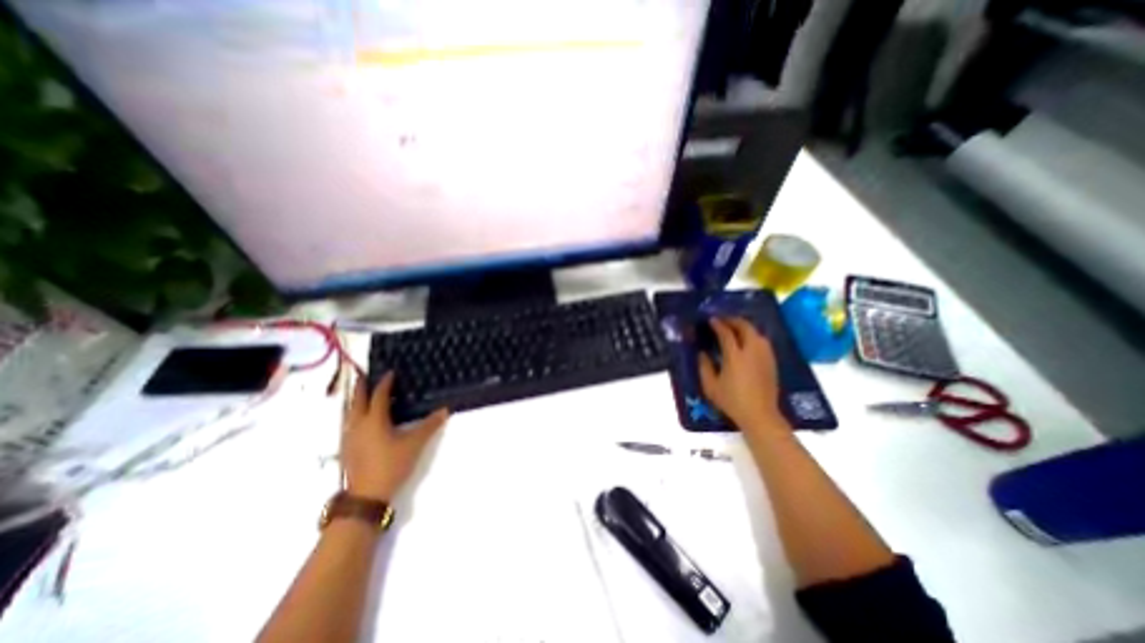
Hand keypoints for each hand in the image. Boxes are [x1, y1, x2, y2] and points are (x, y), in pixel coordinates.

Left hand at [339, 371, 446, 502]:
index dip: (384, 383)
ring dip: (355, 400)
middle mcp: (358, 425)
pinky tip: (359, 420)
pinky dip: (354, 414)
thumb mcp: (415, 444)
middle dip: (361, 387)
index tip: (390, 372)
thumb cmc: (391, 465)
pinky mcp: (346, 448)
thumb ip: (429, 425)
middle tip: (364, 375)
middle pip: (357, 401)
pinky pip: (348, 423)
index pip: (379, 395)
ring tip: (361, 394)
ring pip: (349, 413)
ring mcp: (349, 437)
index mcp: (374, 420)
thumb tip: (444, 410)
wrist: (366, 496)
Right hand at [698, 316, 787, 432]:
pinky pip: (763, 342)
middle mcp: (751, 351)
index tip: (711, 320)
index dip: (718, 324)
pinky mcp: (771, 362)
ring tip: (735, 328)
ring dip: (745, 326)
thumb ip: (704, 367)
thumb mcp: (711, 386)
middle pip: (745, 327)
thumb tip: (702, 353)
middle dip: (734, 320)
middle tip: (724, 320)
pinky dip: (754, 335)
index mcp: (735, 356)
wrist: (759, 415)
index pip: (726, 333)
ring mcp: (764, 356)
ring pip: (757, 333)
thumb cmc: (732, 401)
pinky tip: (748, 341)